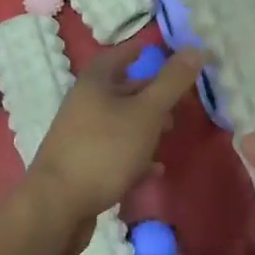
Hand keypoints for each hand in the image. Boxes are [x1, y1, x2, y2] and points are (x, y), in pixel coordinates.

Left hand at [26, 39, 204, 224]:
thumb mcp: (146, 113)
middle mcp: (84, 103)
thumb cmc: (105, 150)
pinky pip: (115, 151)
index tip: (169, 54)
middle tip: (179, 101)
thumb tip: (196, 48)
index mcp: (95, 82)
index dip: (144, 51)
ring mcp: (80, 135)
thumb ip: (171, 82)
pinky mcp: (82, 164)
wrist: (58, 206)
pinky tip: (154, 170)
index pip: (121, 54)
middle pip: (122, 89)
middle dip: (152, 93)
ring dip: (146, 126)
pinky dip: (136, 155)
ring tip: (170, 134)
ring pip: (120, 121)